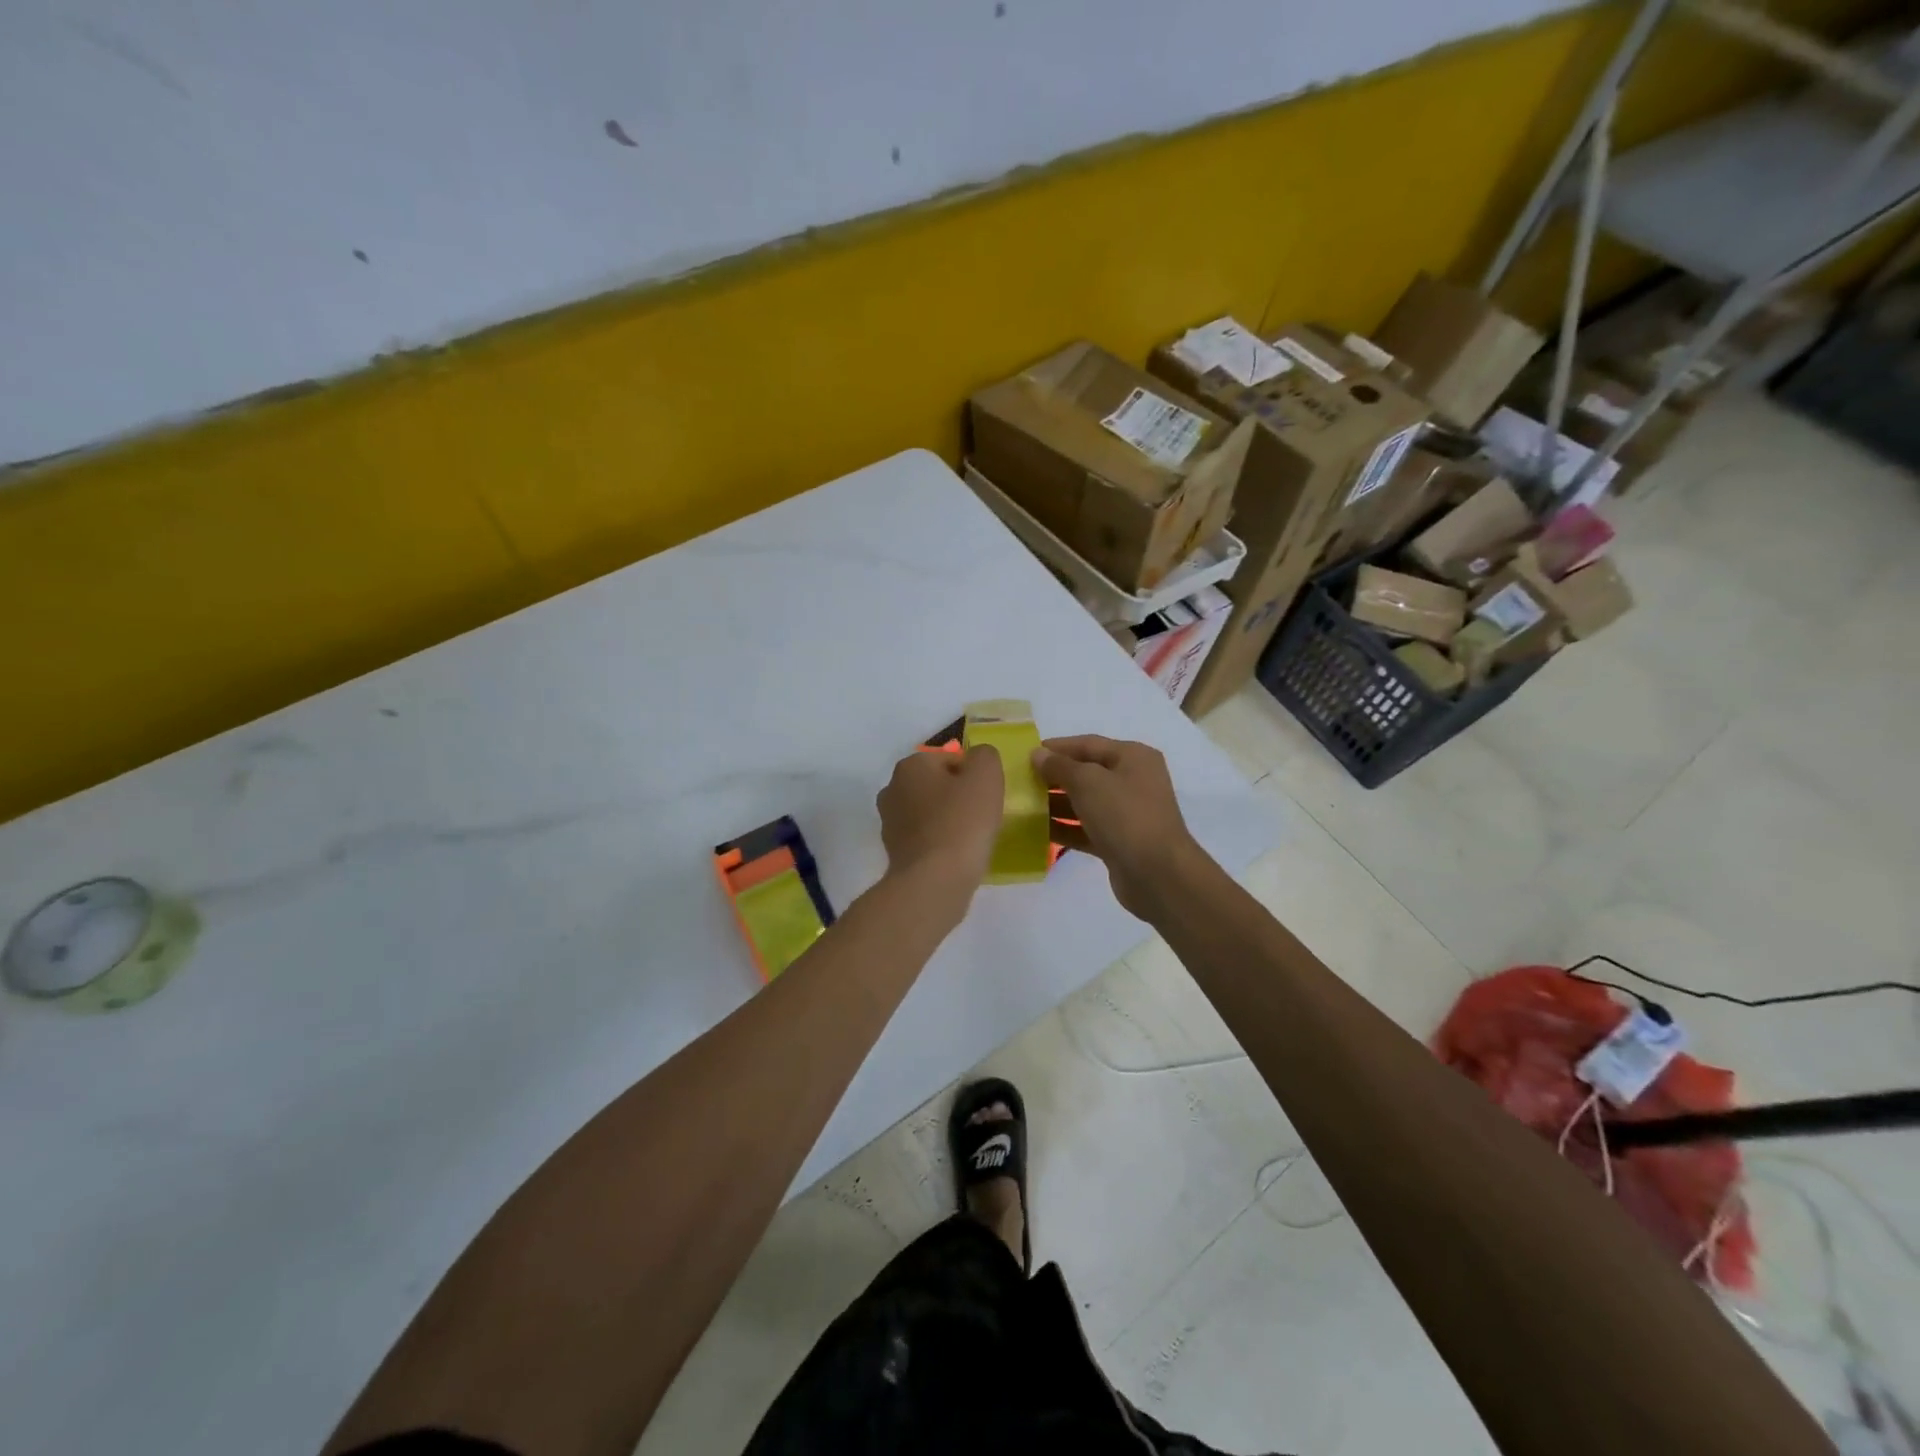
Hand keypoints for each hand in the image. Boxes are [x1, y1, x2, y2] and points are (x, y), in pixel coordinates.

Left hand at [875, 747, 1005, 897]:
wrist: (934, 880)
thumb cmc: (962, 822)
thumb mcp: (986, 776)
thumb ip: (985, 756)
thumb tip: (978, 759)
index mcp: (910, 765)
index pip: (950, 759)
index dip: (973, 776)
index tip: (986, 797)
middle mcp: (892, 789)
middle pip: (936, 785)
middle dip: (957, 796)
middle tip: (980, 816)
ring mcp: (889, 822)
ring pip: (928, 812)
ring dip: (947, 820)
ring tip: (969, 839)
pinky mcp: (893, 851)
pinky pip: (924, 838)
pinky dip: (939, 842)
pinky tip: (954, 855)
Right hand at [1033, 735, 1202, 919]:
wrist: (1157, 874)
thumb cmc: (1125, 816)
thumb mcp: (1088, 782)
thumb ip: (1060, 766)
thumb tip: (1038, 754)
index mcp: (1133, 757)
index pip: (1088, 744)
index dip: (1056, 747)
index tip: (1025, 754)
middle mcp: (1133, 781)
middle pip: (1086, 773)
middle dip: (1053, 777)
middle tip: (1020, 781)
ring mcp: (1127, 813)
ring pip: (1085, 802)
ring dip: (1055, 803)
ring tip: (1023, 806)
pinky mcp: (1119, 841)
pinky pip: (1086, 828)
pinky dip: (1065, 827)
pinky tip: (1037, 831)